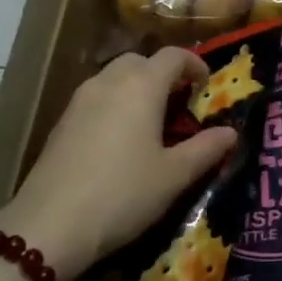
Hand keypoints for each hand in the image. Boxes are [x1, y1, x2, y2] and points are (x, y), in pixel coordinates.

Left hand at [0, 49, 237, 279]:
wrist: (50, 224)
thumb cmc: (123, 194)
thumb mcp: (173, 176)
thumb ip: (205, 149)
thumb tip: (231, 132)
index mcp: (142, 85)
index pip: (173, 56)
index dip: (194, 64)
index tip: (206, 84)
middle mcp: (110, 81)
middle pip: (140, 60)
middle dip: (162, 74)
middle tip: (179, 102)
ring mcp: (80, 99)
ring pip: (114, 76)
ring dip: (136, 87)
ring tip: (150, 121)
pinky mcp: (62, 121)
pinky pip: (96, 97)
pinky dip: (114, 103)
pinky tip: (118, 139)